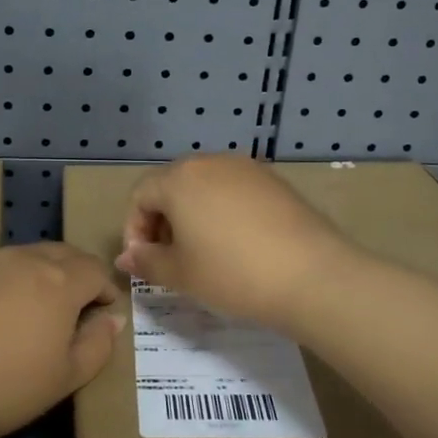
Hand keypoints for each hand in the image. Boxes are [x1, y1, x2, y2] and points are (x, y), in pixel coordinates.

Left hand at [0, 243, 124, 437]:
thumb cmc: (6, 386)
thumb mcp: (65, 378)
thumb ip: (97, 344)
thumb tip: (111, 319)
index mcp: (59, 280)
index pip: (95, 269)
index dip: (105, 288)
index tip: (104, 309)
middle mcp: (24, 259)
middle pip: (62, 253)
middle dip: (77, 272)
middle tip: (76, 303)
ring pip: (26, 256)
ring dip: (41, 273)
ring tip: (35, 307)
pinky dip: (6, 282)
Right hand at [116, 155, 356, 332]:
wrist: (312, 275)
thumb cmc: (232, 273)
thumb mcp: (180, 274)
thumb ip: (146, 262)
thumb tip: (126, 258)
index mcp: (179, 179)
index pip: (140, 196)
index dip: (134, 230)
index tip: (144, 264)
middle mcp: (210, 162)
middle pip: (172, 186)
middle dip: (162, 222)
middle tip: (170, 260)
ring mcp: (246, 168)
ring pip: (204, 188)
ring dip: (193, 217)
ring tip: (203, 254)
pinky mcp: (274, 182)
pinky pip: (234, 192)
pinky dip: (224, 213)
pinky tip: (237, 245)